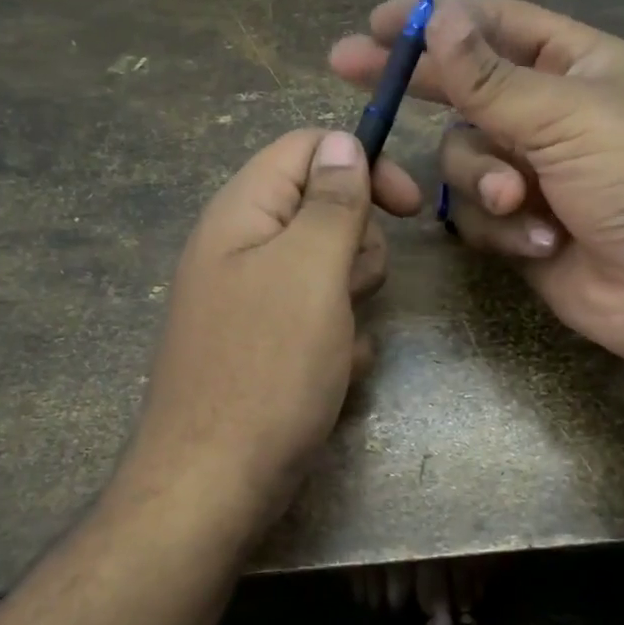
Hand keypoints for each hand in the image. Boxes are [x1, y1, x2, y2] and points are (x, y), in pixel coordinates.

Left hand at [120, 129, 420, 526]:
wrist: (216, 481)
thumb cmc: (267, 368)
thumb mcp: (310, 272)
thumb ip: (331, 201)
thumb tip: (343, 142)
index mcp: (243, 213)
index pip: (307, 149)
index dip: (361, 163)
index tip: (408, 205)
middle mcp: (244, 247)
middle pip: (325, 209)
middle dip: (356, 247)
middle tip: (348, 290)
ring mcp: (255, 299)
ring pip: (331, 269)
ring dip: (352, 300)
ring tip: (338, 340)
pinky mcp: (269, 345)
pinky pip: (323, 319)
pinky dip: (339, 341)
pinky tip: (332, 375)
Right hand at [330, 0, 623, 369]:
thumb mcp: (569, 115)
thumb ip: (491, 77)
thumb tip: (436, 19)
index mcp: (576, 66)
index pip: (496, 25)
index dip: (439, 19)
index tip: (377, 22)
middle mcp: (549, 114)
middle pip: (464, 89)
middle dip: (416, 85)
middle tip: (347, 69)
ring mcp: (533, 174)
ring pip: (462, 159)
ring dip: (484, 180)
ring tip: (521, 201)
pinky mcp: (521, 227)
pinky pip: (478, 215)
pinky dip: (503, 227)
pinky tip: (543, 242)